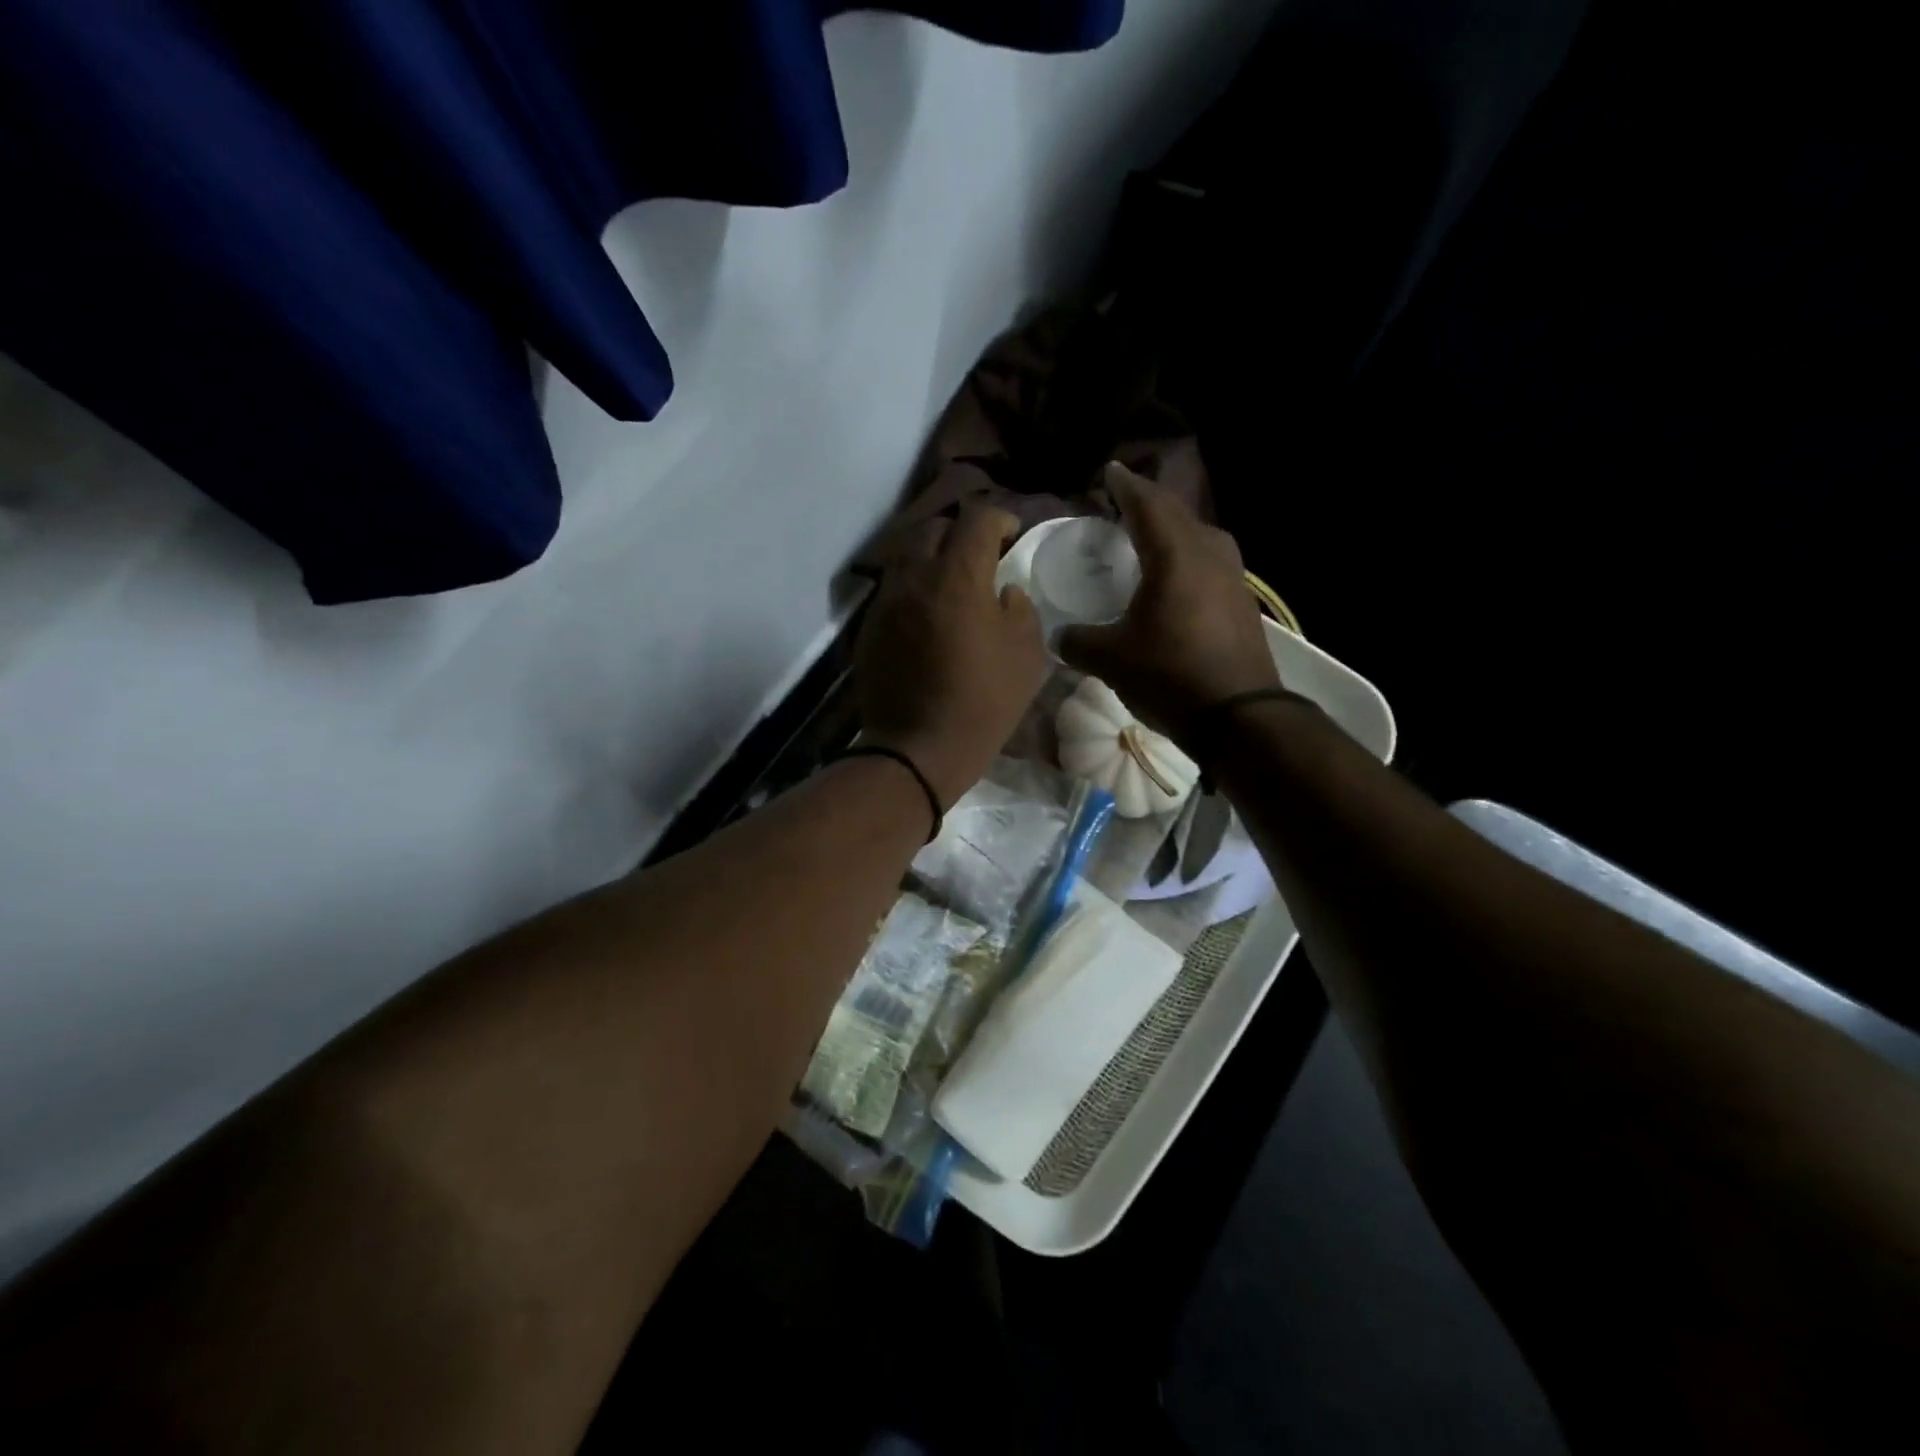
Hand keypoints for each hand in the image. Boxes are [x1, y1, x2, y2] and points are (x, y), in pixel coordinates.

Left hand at [855, 503, 1048, 806]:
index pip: (976, 519)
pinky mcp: (869, 626)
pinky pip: (893, 590)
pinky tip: (927, 615)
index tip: (1010, 534)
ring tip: (950, 583)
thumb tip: (1004, 592)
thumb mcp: (1027, 656)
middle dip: (960, 533)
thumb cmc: (984, 702)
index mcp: (958, 576)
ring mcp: (886, 601)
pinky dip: (913, 589)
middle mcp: (915, 577)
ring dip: (932, 558)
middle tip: (979, 557)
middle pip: (934, 528)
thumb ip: (1020, 610)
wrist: (918, 748)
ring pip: (906, 556)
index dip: (998, 519)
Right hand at [1059, 462, 1280, 742]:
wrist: (1240, 717)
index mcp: (1175, 557)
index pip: (1148, 506)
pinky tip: (1178, 578)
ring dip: (1175, 529)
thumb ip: (1079, 641)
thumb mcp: (1111, 660)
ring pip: (1201, 537)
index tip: (1111, 472)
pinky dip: (1189, 558)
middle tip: (1127, 501)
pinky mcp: (1243, 604)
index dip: (1126, 487)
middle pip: (1179, 514)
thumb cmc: (1170, 676)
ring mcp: (1233, 579)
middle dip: (1151, 503)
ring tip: (1153, 535)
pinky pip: (1212, 564)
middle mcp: (1209, 556)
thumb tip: (1059, 635)